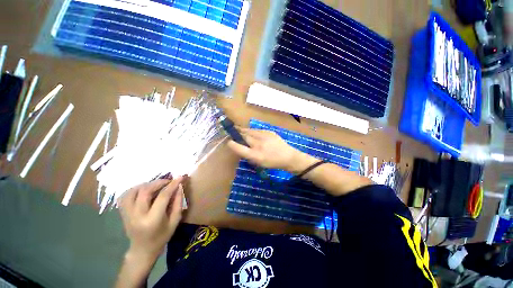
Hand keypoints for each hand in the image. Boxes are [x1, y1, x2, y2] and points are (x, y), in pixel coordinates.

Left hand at [118, 177, 184, 262]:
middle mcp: (137, 216)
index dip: (172, 185)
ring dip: (146, 185)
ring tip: (156, 185)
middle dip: (158, 182)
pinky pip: (125, 196)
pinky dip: (134, 189)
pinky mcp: (122, 213)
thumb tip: (179, 187)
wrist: (142, 250)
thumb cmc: (162, 237)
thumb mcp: (175, 221)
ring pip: (133, 191)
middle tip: (168, 181)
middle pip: (145, 191)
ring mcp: (127, 214)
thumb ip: (178, 203)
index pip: (163, 196)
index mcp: (153, 220)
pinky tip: (143, 190)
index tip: (180, 177)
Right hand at [227, 128, 306, 170]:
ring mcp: (265, 136)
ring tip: (238, 128)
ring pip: (250, 131)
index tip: (229, 141)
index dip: (232, 144)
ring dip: (243, 130)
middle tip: (232, 131)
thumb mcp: (259, 163)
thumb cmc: (272, 162)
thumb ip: (249, 155)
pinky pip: (257, 130)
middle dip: (237, 133)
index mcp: (256, 155)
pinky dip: (252, 131)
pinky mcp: (269, 132)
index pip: (240, 148)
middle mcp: (259, 144)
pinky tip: (251, 131)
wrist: (288, 156)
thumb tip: (240, 147)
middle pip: (244, 136)